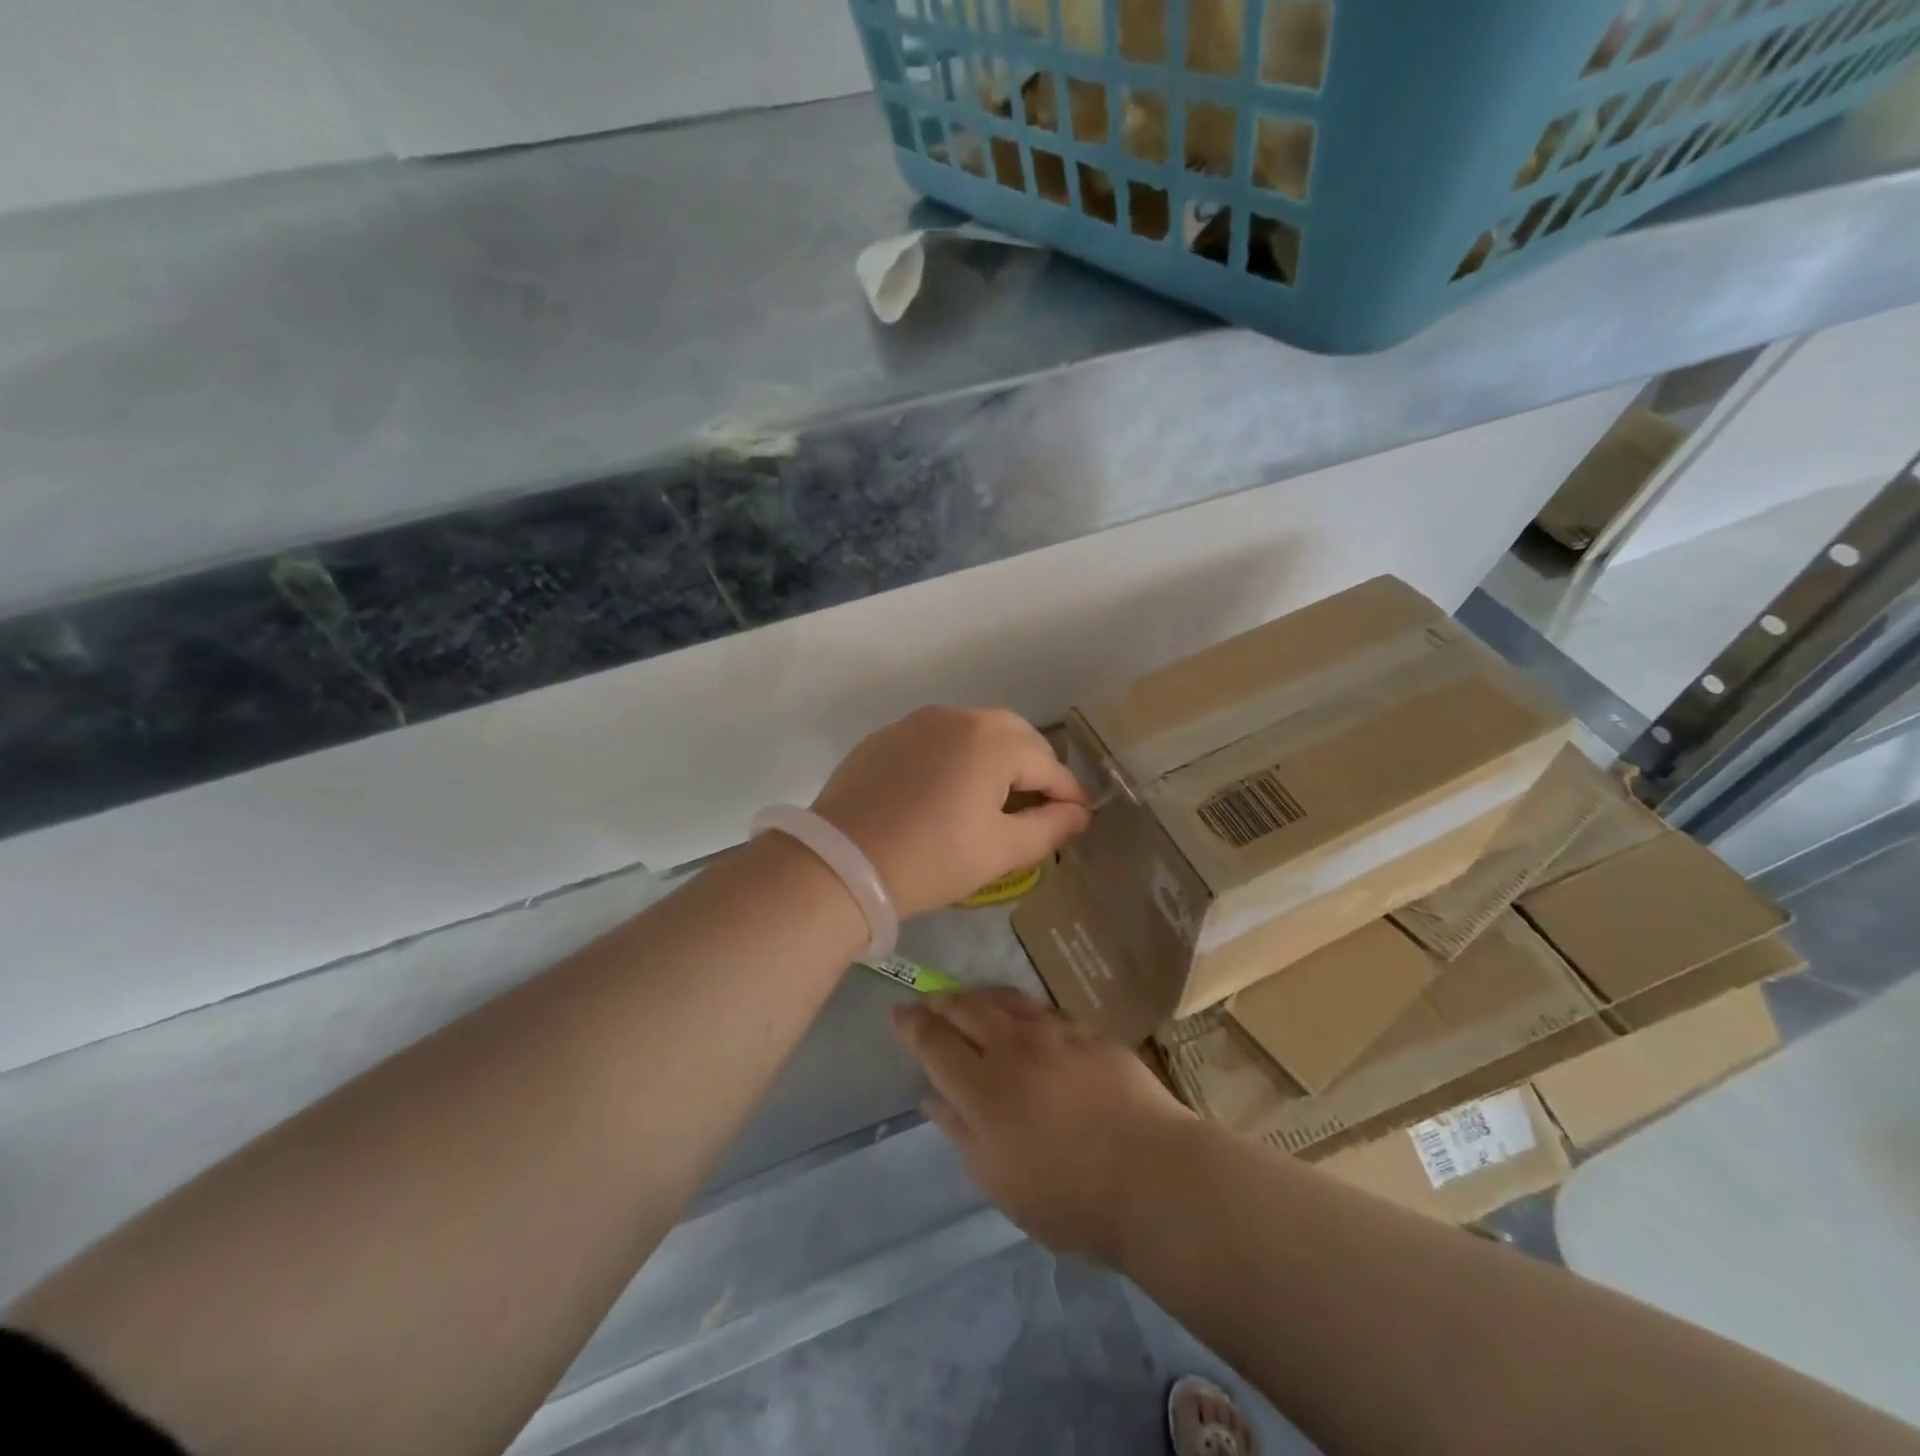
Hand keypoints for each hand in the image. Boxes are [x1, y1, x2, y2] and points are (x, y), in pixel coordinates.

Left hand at [813, 707, 1090, 919]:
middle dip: (1033, 769)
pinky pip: (936, 740)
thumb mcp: (1000, 850)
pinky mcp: (886, 737)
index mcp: (993, 740)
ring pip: (973, 733)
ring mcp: (917, 723)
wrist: (841, 864)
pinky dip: (954, 759)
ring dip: (994, 759)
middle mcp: (958, 717)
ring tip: (993, 799)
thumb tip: (1078, 814)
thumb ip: (1049, 828)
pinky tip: (945, 792)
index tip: (1079, 819)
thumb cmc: (933, 858)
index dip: (1069, 795)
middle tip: (1037, 807)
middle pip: (1013, 737)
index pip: (1048, 764)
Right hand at [888, 988, 1196, 1263]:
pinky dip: (1018, 1007)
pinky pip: (1041, 1010)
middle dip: (940, 1002)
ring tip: (965, 999)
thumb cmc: (1068, 1196)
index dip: (911, 1025)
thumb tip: (931, 1095)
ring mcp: (1054, 1034)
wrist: (1152, 1175)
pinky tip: (1020, 1015)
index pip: (934, 1042)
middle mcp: (1013, 1047)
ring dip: (976, 996)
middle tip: (926, 1001)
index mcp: (983, 1087)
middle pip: (966, 1009)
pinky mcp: (1088, 1033)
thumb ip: (959, 1131)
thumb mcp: (998, 1180)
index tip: (895, 1012)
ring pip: (1003, 1000)